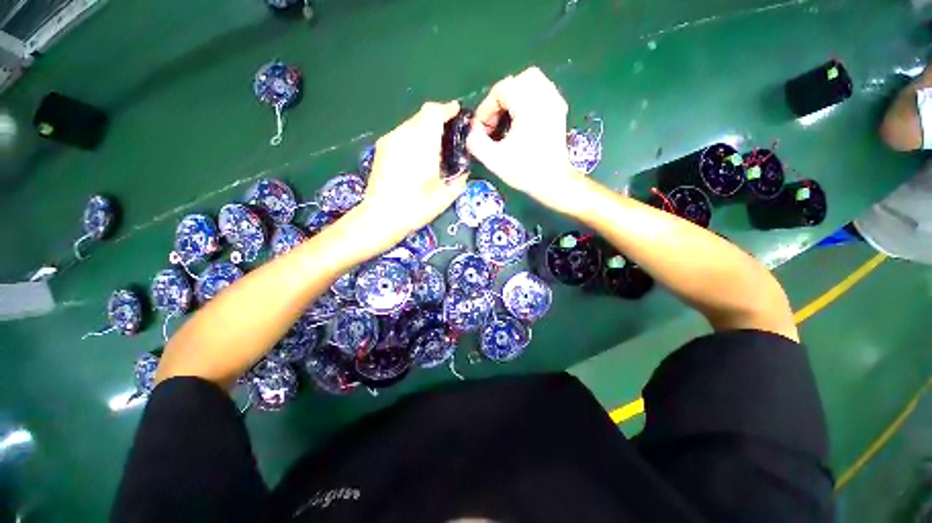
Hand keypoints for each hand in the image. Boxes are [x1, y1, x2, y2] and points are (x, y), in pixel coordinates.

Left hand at [351, 101, 467, 251]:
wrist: (380, 217)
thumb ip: (459, 178)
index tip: (457, 113)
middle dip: (438, 120)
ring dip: (425, 129)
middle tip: (449, 136)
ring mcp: (389, 141)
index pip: (433, 113)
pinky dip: (414, 138)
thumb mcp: (445, 196)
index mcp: (421, 144)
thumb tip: (463, 169)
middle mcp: (403, 136)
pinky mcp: (381, 149)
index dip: (447, 109)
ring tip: (434, 148)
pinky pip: (401, 134)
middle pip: (422, 116)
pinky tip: (418, 156)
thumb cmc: (415, 207)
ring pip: (411, 124)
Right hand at [467, 67, 586, 213]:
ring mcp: (555, 102)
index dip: (486, 108)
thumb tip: (472, 131)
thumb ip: (476, 142)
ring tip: (507, 117)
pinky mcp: (560, 111)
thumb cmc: (525, 172)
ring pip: (532, 81)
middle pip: (516, 81)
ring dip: (515, 95)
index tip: (481, 129)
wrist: (554, 183)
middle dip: (500, 99)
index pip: (501, 90)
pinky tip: (524, 116)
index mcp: (529, 105)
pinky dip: (530, 97)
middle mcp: (544, 97)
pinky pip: (543, 90)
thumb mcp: (494, 160)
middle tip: (494, 122)